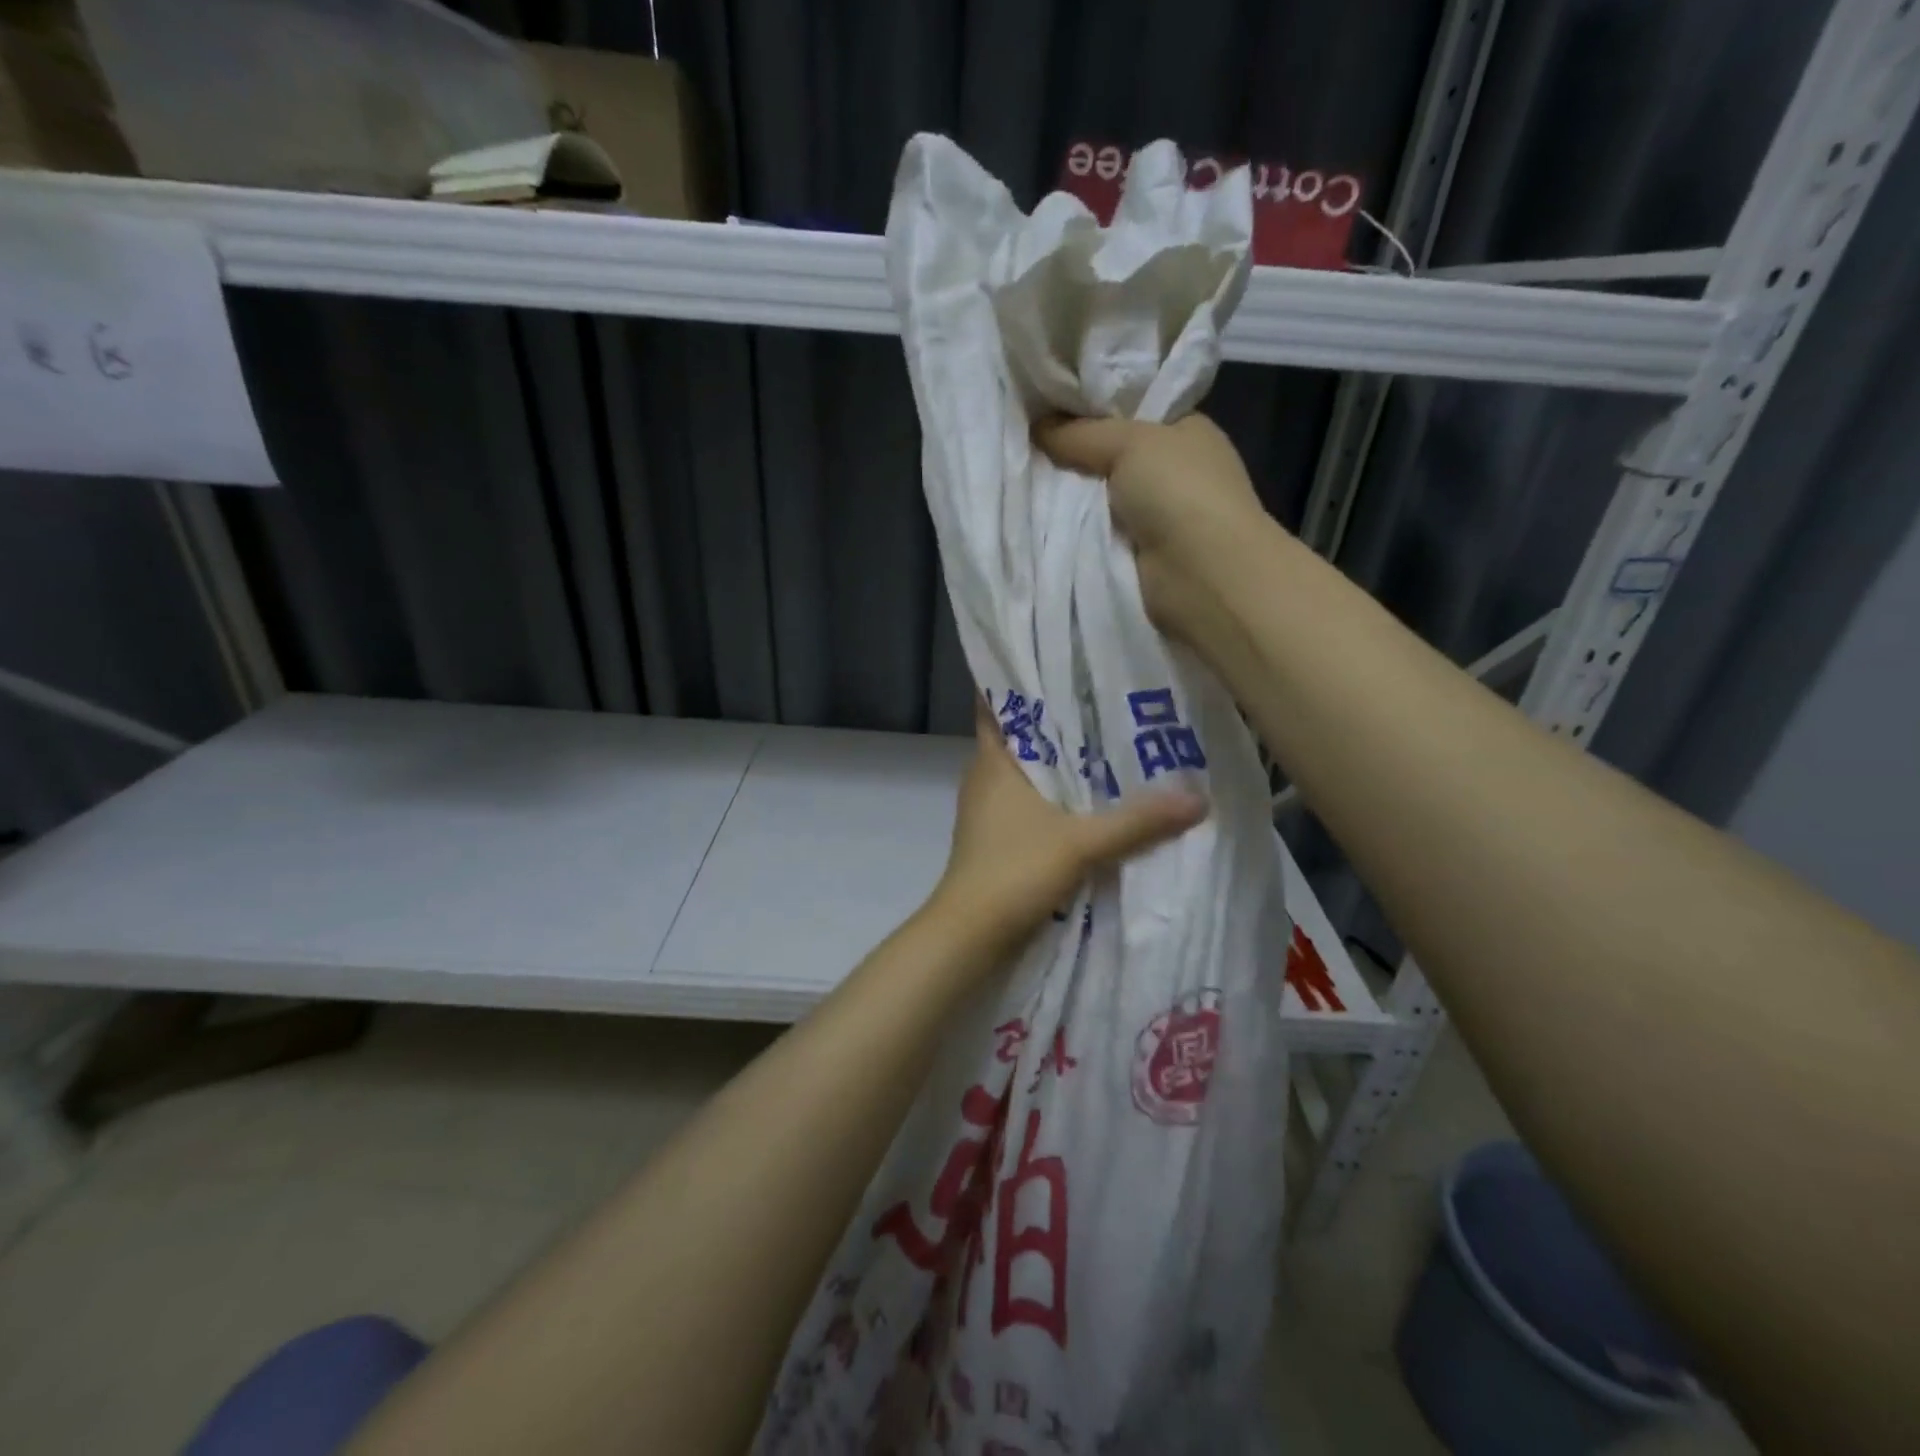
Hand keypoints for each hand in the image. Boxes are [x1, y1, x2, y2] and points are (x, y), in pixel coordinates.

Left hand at [931, 699, 1207, 953]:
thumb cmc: (1014, 871)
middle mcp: (986, 777)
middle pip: (1023, 737)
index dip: (1025, 682)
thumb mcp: (1081, 843)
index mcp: (992, 761)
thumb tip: (1198, 797)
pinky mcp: (997, 839)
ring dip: (1061, 764)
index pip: (999, 704)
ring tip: (1111, 745)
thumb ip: (1138, 821)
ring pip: (1028, 773)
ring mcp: (989, 810)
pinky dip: (1057, 798)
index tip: (1065, 666)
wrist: (970, 935)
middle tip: (1109, 701)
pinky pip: (1031, 804)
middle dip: (1060, 722)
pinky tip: (1093, 801)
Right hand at [1033, 413, 1272, 639]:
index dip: (1091, 410)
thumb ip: (1080, 433)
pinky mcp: (1137, 555)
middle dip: (1073, 456)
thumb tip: (1036, 426)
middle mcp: (1173, 472)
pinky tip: (1040, 521)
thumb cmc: (1178, 491)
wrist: (1200, 574)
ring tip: (1022, 483)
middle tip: (1026, 446)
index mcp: (1185, 431)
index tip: (1046, 409)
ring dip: (1068, 497)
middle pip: (1109, 457)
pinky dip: (1073, 531)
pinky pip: (1094, 534)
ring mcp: (1156, 516)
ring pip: (1097, 498)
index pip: (1131, 413)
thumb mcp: (1129, 442)